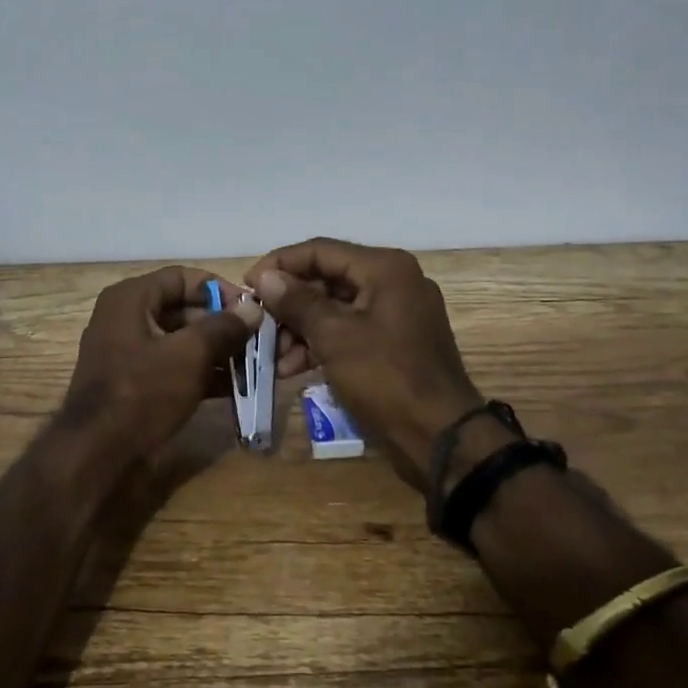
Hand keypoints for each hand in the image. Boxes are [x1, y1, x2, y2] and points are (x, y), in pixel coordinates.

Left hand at [60, 266, 260, 455]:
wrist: (97, 454)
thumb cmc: (142, 392)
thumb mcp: (189, 355)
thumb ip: (223, 327)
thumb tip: (252, 308)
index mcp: (130, 298)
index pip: (182, 278)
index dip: (219, 288)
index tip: (251, 308)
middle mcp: (125, 318)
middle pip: (183, 309)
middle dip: (222, 324)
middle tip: (257, 340)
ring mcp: (128, 352)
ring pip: (180, 340)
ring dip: (216, 351)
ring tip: (252, 364)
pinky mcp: (134, 383)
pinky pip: (173, 366)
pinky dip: (201, 373)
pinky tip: (234, 387)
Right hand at [246, 239, 483, 487]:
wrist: (440, 436)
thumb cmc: (385, 377)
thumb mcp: (334, 337)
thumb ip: (297, 302)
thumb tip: (265, 276)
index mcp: (385, 268)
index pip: (320, 250)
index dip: (280, 264)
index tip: (247, 285)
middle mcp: (394, 281)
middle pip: (327, 279)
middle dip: (289, 304)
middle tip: (258, 324)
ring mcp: (397, 313)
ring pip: (336, 308)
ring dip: (301, 329)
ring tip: (273, 357)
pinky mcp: (395, 342)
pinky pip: (350, 330)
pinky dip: (322, 344)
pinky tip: (293, 369)